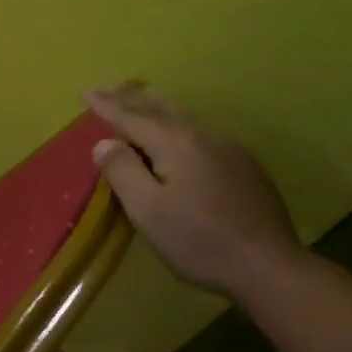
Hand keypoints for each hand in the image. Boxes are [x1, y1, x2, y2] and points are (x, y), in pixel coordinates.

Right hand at [84, 82, 303, 298]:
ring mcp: (228, 148)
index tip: (84, 92)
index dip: (106, 106)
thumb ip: (123, 171)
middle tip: (107, 86)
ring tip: (139, 96)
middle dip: (130, 97)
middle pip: (159, 108)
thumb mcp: (148, 210)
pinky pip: (200, 131)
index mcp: (175, 143)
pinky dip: (176, 121)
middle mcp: (203, 136)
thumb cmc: (198, 240)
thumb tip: (104, 143)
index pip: (131, 117)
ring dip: (155, 104)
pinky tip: (177, 130)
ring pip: (183, 116)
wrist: (267, 265)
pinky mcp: (243, 165)